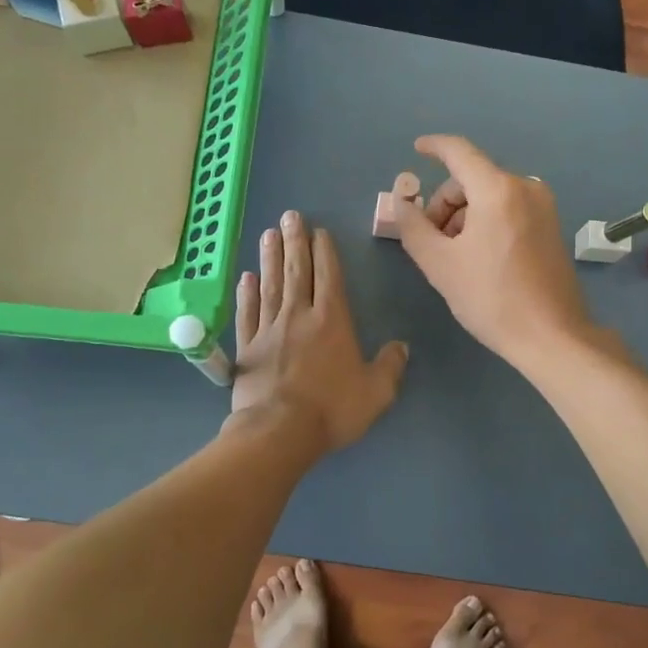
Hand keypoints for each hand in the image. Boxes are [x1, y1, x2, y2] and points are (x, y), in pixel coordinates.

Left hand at [228, 209, 407, 453]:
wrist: (279, 432)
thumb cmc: (332, 409)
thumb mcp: (376, 392)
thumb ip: (390, 366)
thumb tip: (401, 347)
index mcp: (332, 321)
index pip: (328, 276)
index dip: (324, 252)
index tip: (319, 231)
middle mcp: (299, 315)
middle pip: (297, 271)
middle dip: (295, 242)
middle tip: (290, 216)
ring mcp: (269, 329)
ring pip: (270, 284)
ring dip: (269, 258)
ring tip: (268, 233)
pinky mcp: (248, 347)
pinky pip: (248, 313)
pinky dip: (247, 293)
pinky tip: (246, 277)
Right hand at [393, 135, 599, 366]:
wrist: (552, 336)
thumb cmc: (491, 298)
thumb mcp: (440, 264)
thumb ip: (413, 227)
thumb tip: (401, 204)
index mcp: (498, 190)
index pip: (459, 152)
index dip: (434, 147)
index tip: (417, 149)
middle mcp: (525, 188)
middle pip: (472, 178)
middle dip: (445, 202)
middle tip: (430, 240)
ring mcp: (544, 207)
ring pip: (490, 196)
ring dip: (464, 215)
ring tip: (453, 255)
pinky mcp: (551, 226)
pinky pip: (509, 209)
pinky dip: (486, 221)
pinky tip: (478, 256)